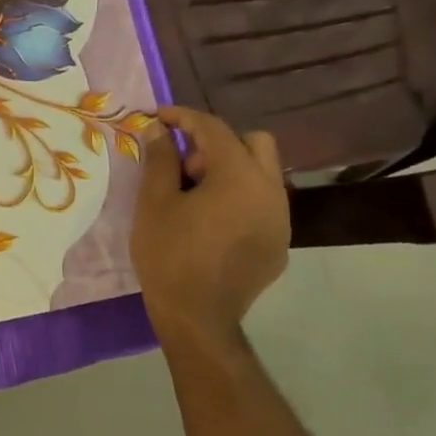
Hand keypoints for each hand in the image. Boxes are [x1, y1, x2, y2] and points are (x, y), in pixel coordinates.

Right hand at [131, 106, 288, 349]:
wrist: (197, 317)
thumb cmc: (169, 254)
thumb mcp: (154, 202)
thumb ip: (159, 159)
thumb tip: (159, 129)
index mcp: (240, 176)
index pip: (214, 129)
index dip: (184, 117)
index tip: (158, 118)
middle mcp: (270, 191)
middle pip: (253, 143)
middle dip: (217, 143)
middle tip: (184, 166)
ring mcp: (281, 220)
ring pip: (262, 174)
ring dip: (230, 171)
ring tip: (194, 197)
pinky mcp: (280, 244)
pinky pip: (263, 205)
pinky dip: (239, 199)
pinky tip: (211, 224)